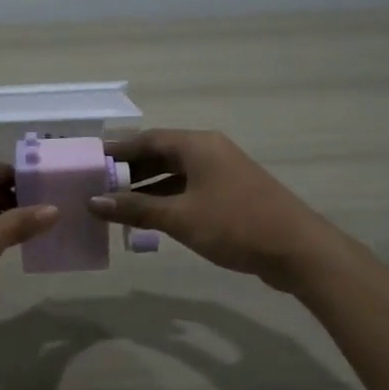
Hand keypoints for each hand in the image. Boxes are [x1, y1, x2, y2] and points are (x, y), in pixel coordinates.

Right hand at [87, 129, 333, 291]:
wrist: (298, 250)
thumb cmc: (235, 224)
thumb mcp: (179, 217)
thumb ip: (135, 208)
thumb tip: (93, 201)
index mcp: (197, 145)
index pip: (146, 139)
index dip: (116, 150)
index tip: (89, 163)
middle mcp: (209, 150)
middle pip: (160, 154)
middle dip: (129, 170)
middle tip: (98, 186)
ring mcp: (223, 172)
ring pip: (175, 173)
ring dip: (147, 187)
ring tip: (116, 204)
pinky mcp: (231, 193)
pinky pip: (190, 188)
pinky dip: (167, 199)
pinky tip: (150, 218)